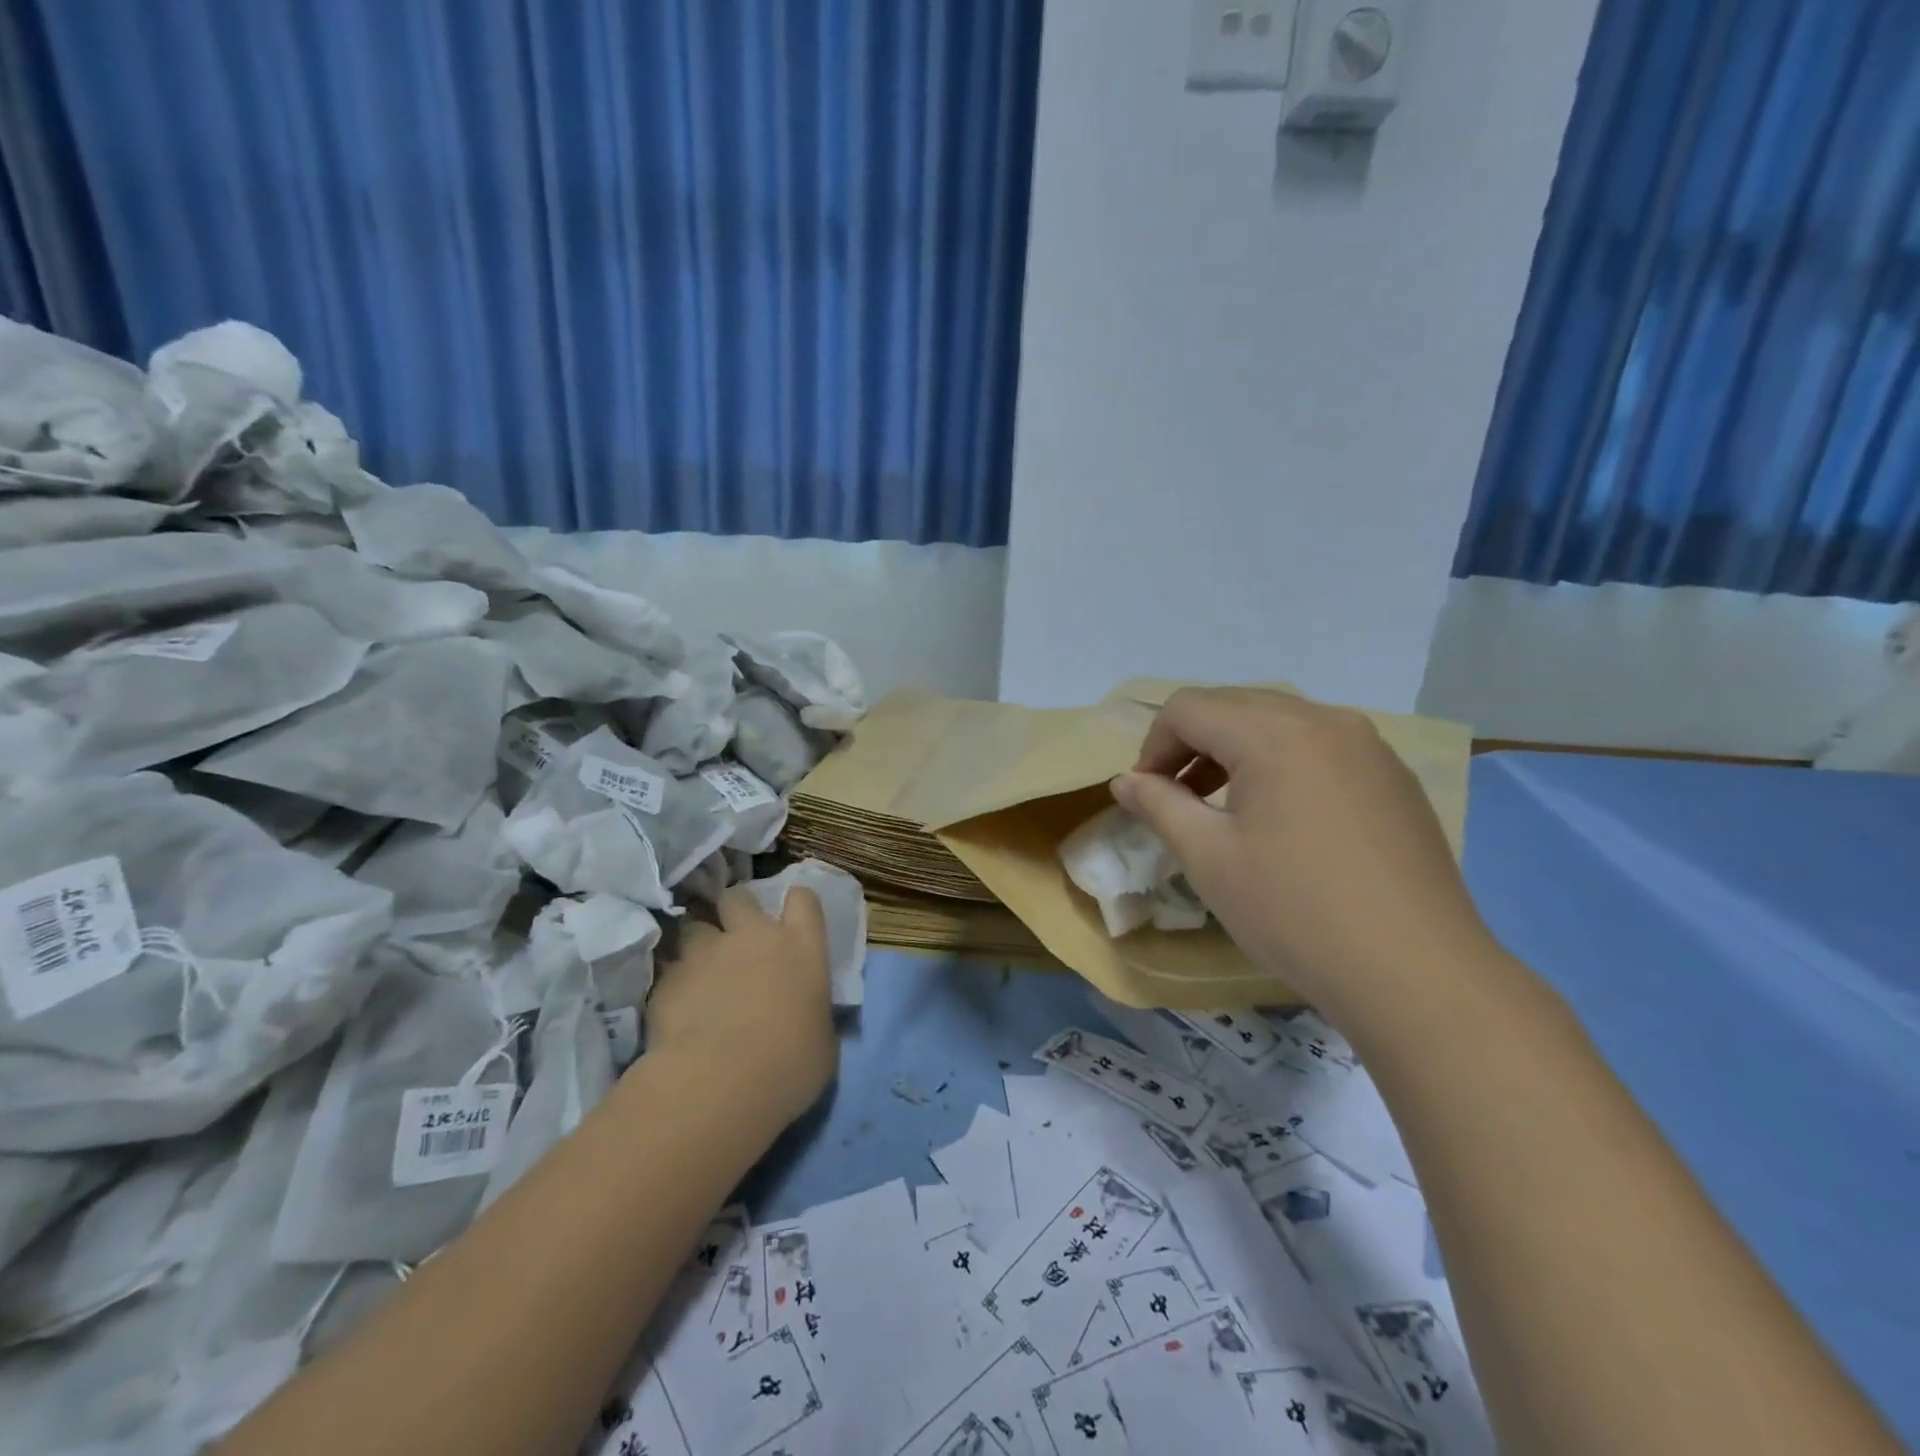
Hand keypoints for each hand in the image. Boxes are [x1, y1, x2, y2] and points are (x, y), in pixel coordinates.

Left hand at [646, 885, 836, 1125]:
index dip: (796, 905)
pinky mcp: (667, 980)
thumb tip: (807, 1018)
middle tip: (734, 934)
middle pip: (739, 897)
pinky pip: (668, 970)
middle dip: (734, 909)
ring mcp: (706, 954)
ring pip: (694, 926)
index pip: (803, 899)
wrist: (720, 1086)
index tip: (791, 919)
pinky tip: (674, 1008)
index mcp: (801, 947)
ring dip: (697, 944)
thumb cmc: (790, 1065)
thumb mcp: (821, 1041)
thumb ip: (813, 1015)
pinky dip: (672, 983)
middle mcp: (753, 937)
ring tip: (698, 970)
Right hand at [1111, 688, 1494, 1015]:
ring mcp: (1369, 746)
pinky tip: (1283, 819)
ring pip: (1279, 723)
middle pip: (1234, 706)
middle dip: (1192, 745)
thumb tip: (1124, 781)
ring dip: (1235, 752)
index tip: (1146, 796)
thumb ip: (1158, 805)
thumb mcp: (1208, 858)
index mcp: (1275, 732)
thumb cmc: (1294, 911)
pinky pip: (1320, 747)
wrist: (1416, 974)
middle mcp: (1325, 721)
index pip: (1189, 707)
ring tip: (1224, 808)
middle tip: (1176, 800)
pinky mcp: (1393, 778)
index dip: (1153, 746)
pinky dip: (1282, 764)